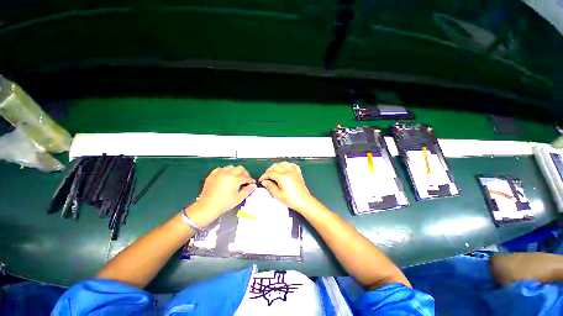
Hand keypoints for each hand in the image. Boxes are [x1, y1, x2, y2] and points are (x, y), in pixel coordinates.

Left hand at [188, 165, 255, 226]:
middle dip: (245, 173)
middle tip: (246, 179)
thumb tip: (253, 185)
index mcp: (235, 179)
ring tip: (236, 178)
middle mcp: (227, 173)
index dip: (251, 180)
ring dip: (236, 171)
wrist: (207, 207)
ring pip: (231, 167)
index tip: (252, 183)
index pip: (246, 178)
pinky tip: (226, 177)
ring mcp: (219, 173)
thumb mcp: (238, 198)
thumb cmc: (224, 204)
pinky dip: (225, 171)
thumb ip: (247, 190)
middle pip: (240, 169)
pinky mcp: (212, 174)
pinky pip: (221, 169)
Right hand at [258, 161, 315, 212]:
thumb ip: (270, 187)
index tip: (261, 180)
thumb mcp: (278, 195)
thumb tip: (265, 182)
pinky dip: (286, 165)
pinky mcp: (298, 173)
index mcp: (283, 177)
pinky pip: (291, 165)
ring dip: (277, 166)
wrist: (304, 201)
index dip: (264, 176)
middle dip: (269, 170)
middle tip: (266, 176)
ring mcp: (294, 171)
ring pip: (283, 163)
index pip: (270, 173)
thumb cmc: (292, 200)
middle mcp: (288, 172)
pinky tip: (284, 168)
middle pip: (276, 166)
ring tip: (274, 172)